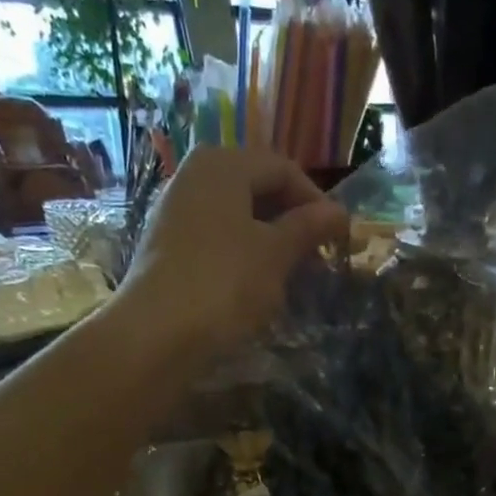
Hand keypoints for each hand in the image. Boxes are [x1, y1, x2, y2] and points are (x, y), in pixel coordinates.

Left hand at [126, 145, 348, 347]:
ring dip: (269, 241)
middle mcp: (195, 176)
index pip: (283, 170)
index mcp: (223, 164)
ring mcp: (177, 211)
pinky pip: (217, 239)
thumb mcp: (276, 254)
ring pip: (237, 217)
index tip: (337, 238)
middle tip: (317, 258)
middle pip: (257, 189)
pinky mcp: (168, 246)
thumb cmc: (225, 282)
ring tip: (292, 275)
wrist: (157, 332)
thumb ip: (307, 228)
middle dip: (292, 222)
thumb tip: (339, 212)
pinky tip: (256, 286)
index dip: (316, 202)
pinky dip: (243, 255)